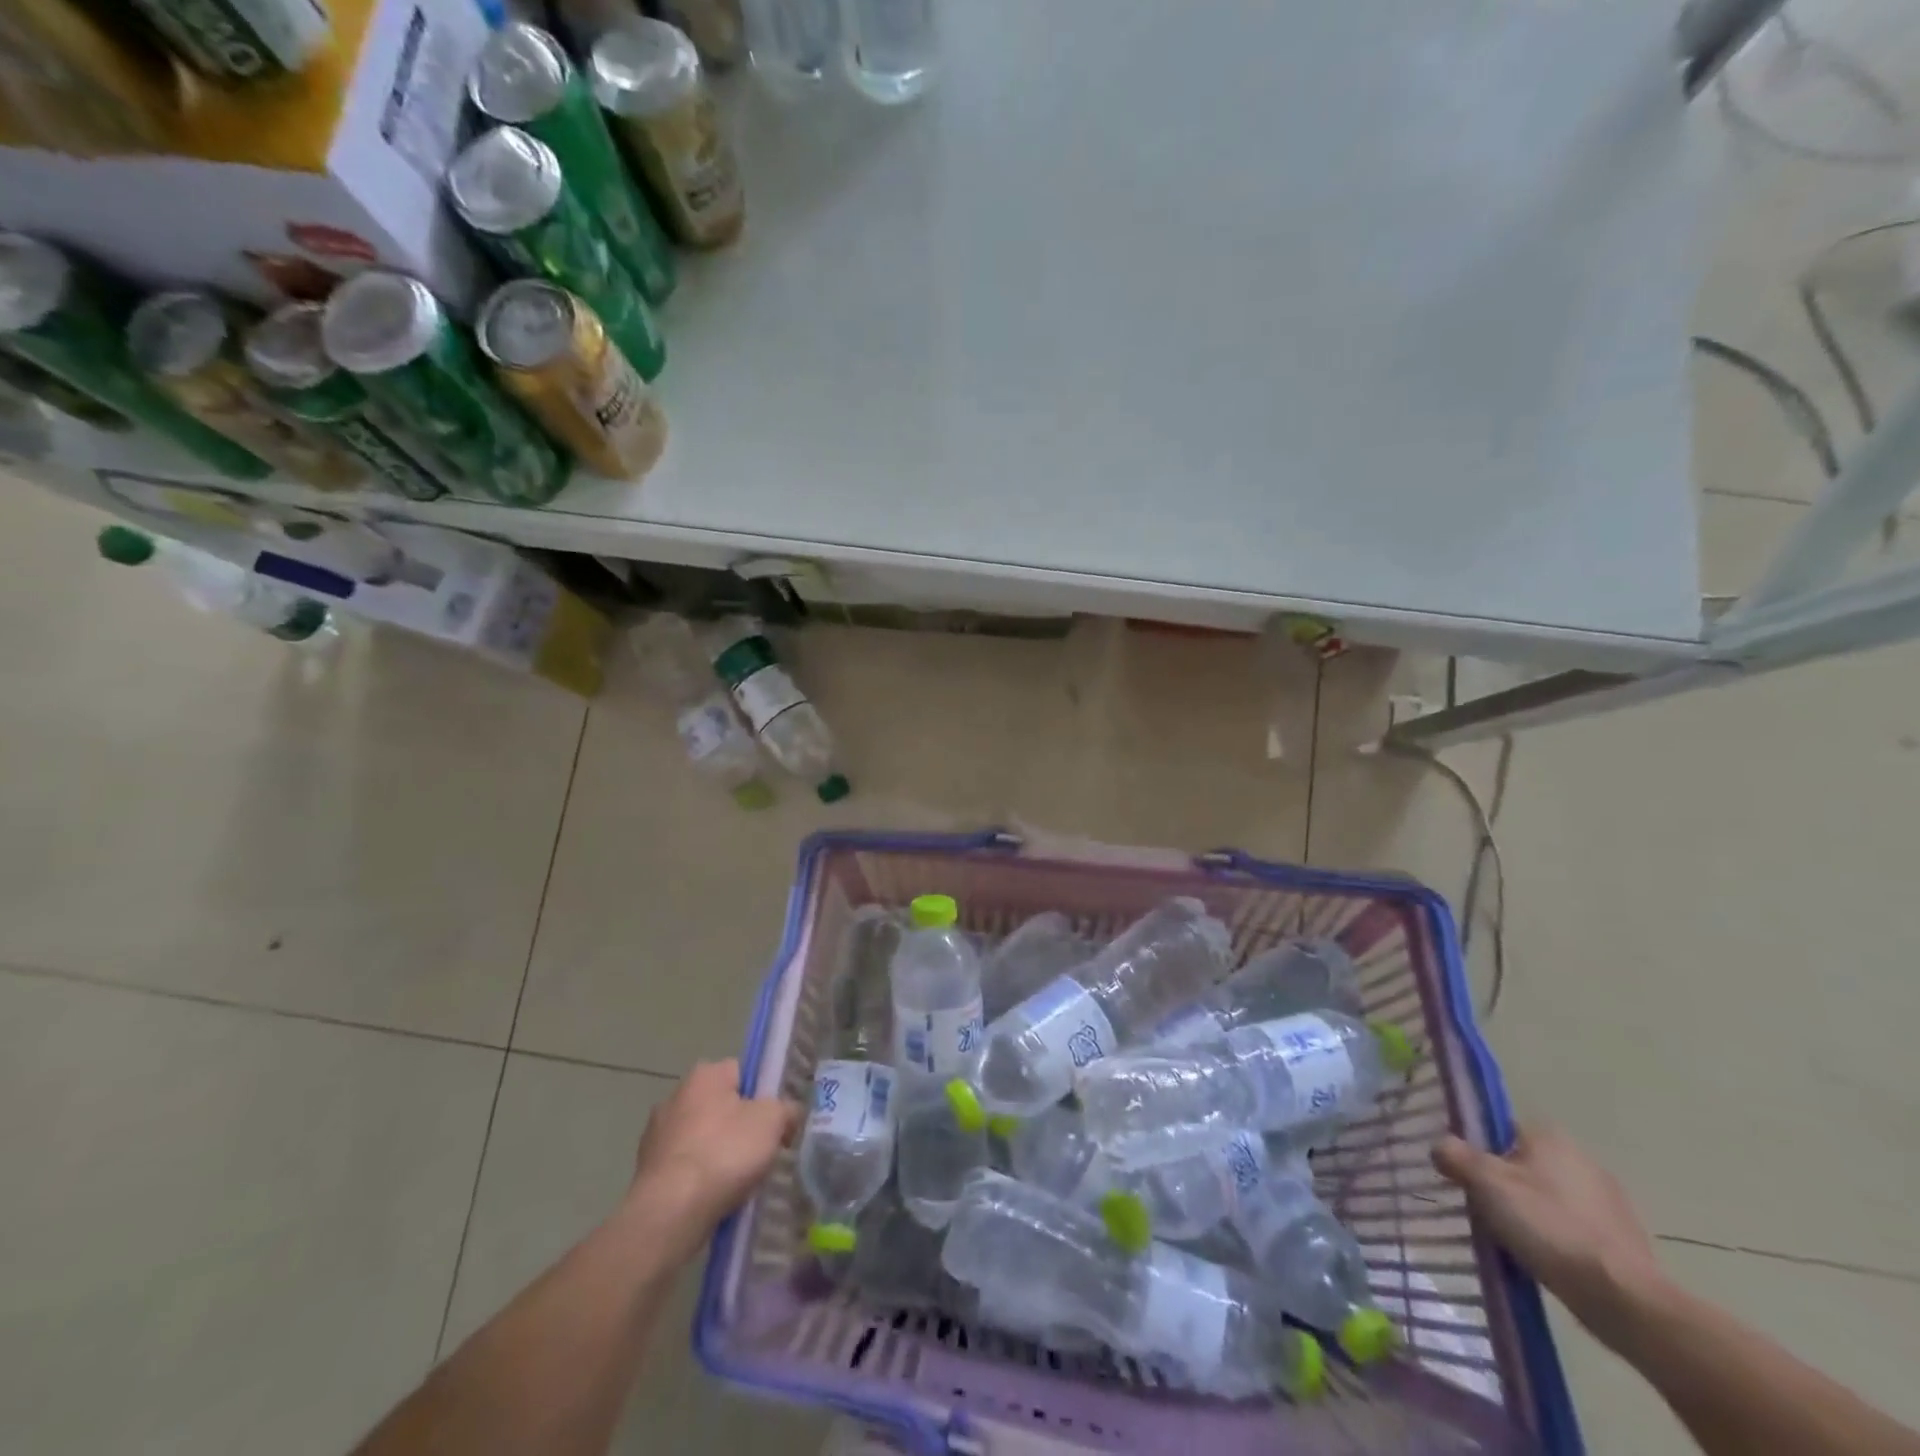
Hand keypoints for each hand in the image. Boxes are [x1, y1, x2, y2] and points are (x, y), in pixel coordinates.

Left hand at [626, 1059, 799, 1261]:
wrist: (670, 1213)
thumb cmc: (725, 1153)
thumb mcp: (773, 1122)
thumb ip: (787, 1110)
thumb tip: (789, 1114)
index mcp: (705, 1075)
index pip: (742, 1073)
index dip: (762, 1094)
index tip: (774, 1121)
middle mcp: (675, 1096)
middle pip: (721, 1106)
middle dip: (739, 1126)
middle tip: (760, 1152)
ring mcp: (656, 1135)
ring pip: (702, 1139)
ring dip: (718, 1154)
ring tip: (739, 1182)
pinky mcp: (646, 1171)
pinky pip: (685, 1168)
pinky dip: (699, 1179)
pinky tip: (714, 1198)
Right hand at [1433, 1122, 1668, 1337]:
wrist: (1623, 1298)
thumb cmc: (1548, 1226)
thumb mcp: (1486, 1184)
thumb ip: (1456, 1156)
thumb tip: (1440, 1146)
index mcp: (1550, 1137)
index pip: (1500, 1129)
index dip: (1477, 1149)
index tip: (1464, 1176)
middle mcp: (1581, 1158)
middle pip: (1523, 1163)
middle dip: (1503, 1183)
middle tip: (1483, 1209)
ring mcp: (1608, 1200)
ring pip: (1548, 1196)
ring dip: (1530, 1211)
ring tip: (1511, 1239)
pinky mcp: (1623, 1237)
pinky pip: (1573, 1226)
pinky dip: (1556, 1236)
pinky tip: (1544, 1258)